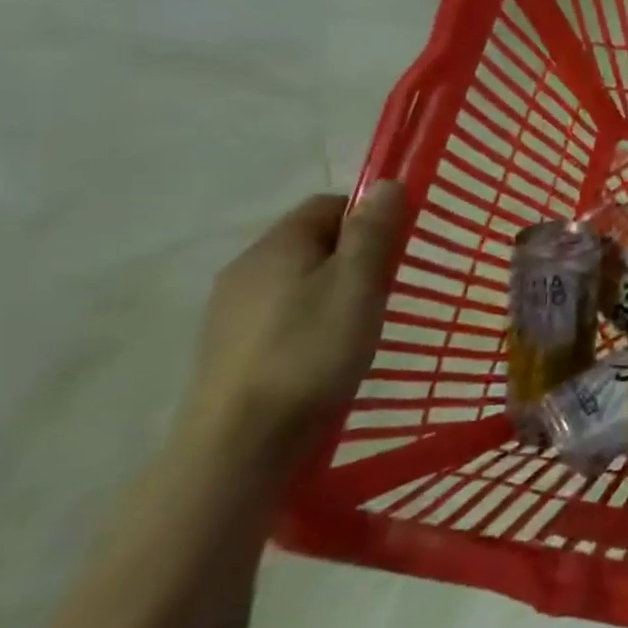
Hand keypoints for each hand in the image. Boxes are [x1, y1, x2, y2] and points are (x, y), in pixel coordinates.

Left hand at [184, 184, 407, 461]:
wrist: (241, 444)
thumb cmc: (310, 352)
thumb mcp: (356, 285)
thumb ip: (372, 232)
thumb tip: (384, 183)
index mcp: (275, 246)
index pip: (327, 205)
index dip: (367, 216)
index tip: (396, 246)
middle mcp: (245, 269)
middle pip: (310, 241)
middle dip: (353, 254)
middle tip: (386, 287)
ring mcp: (231, 312)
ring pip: (297, 280)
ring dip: (332, 289)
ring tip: (362, 323)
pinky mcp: (231, 349)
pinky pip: (281, 313)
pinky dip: (310, 319)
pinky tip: (327, 351)